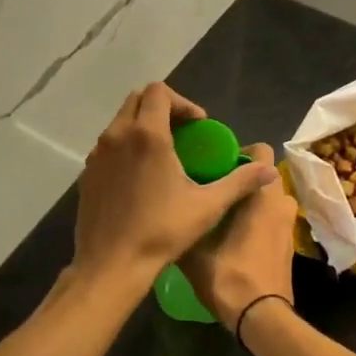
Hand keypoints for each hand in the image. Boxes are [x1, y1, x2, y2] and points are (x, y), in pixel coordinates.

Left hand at [73, 83, 277, 286]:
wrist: (111, 264)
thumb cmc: (161, 231)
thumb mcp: (207, 206)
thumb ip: (239, 182)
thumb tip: (268, 169)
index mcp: (147, 135)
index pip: (159, 91)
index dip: (183, 102)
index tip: (199, 126)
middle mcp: (118, 135)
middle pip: (138, 99)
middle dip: (163, 108)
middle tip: (184, 133)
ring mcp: (98, 154)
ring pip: (121, 121)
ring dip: (143, 126)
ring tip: (164, 154)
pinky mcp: (88, 172)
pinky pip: (109, 145)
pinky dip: (126, 146)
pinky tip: (141, 177)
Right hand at [179, 143, 298, 332]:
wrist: (261, 318)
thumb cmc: (230, 277)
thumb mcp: (195, 251)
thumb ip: (184, 226)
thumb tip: (165, 216)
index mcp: (262, 196)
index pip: (262, 152)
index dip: (240, 152)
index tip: (216, 164)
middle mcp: (281, 204)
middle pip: (265, 176)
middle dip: (243, 178)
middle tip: (214, 188)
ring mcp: (289, 226)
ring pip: (270, 199)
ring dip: (252, 201)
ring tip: (223, 212)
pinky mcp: (289, 246)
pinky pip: (274, 220)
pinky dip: (259, 221)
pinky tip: (235, 236)